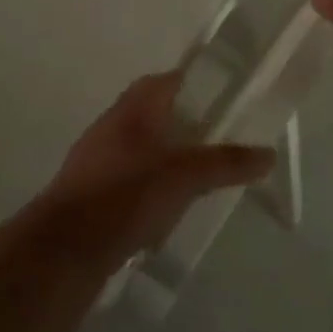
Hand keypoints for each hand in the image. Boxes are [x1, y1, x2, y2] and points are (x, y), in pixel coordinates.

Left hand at [40, 70, 275, 266]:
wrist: (63, 250)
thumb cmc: (126, 195)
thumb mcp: (186, 176)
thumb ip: (227, 163)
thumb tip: (269, 154)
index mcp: (133, 108)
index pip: (166, 81)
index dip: (195, 85)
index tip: (223, 98)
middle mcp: (111, 125)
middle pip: (153, 113)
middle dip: (184, 123)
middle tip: (217, 139)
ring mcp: (96, 160)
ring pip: (140, 147)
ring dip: (166, 156)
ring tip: (198, 175)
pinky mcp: (89, 194)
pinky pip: (127, 179)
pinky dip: (149, 185)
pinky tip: (167, 208)